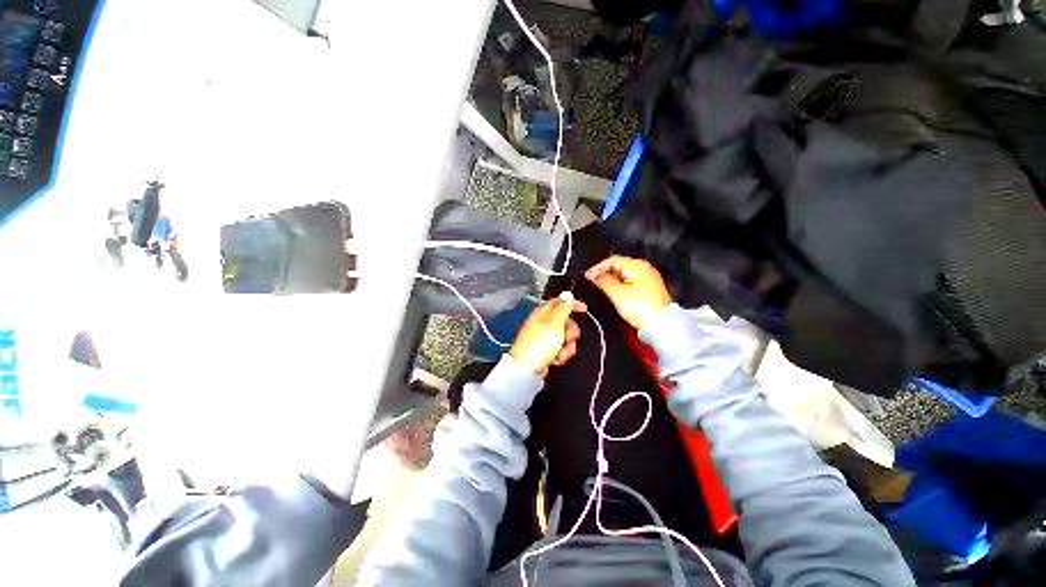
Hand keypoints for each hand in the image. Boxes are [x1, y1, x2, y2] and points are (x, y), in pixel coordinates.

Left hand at [509, 293, 586, 376]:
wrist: (527, 369)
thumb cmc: (540, 344)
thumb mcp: (554, 323)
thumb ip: (563, 308)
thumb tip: (567, 293)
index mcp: (543, 312)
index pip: (559, 302)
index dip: (572, 304)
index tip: (585, 309)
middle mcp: (543, 322)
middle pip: (565, 321)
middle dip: (571, 331)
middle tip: (567, 338)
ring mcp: (544, 337)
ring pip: (565, 336)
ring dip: (567, 346)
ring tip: (561, 353)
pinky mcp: (545, 350)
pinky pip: (560, 348)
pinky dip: (561, 354)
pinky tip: (557, 359)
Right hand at [585, 255, 671, 329]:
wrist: (661, 324)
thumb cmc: (639, 307)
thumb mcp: (617, 294)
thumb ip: (603, 281)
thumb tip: (594, 275)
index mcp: (637, 265)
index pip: (612, 260)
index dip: (598, 267)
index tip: (587, 276)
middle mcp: (644, 268)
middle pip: (619, 264)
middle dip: (604, 272)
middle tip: (593, 281)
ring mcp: (648, 277)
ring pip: (624, 272)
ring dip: (612, 278)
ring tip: (601, 286)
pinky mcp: (649, 287)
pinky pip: (631, 279)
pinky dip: (620, 283)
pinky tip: (614, 290)